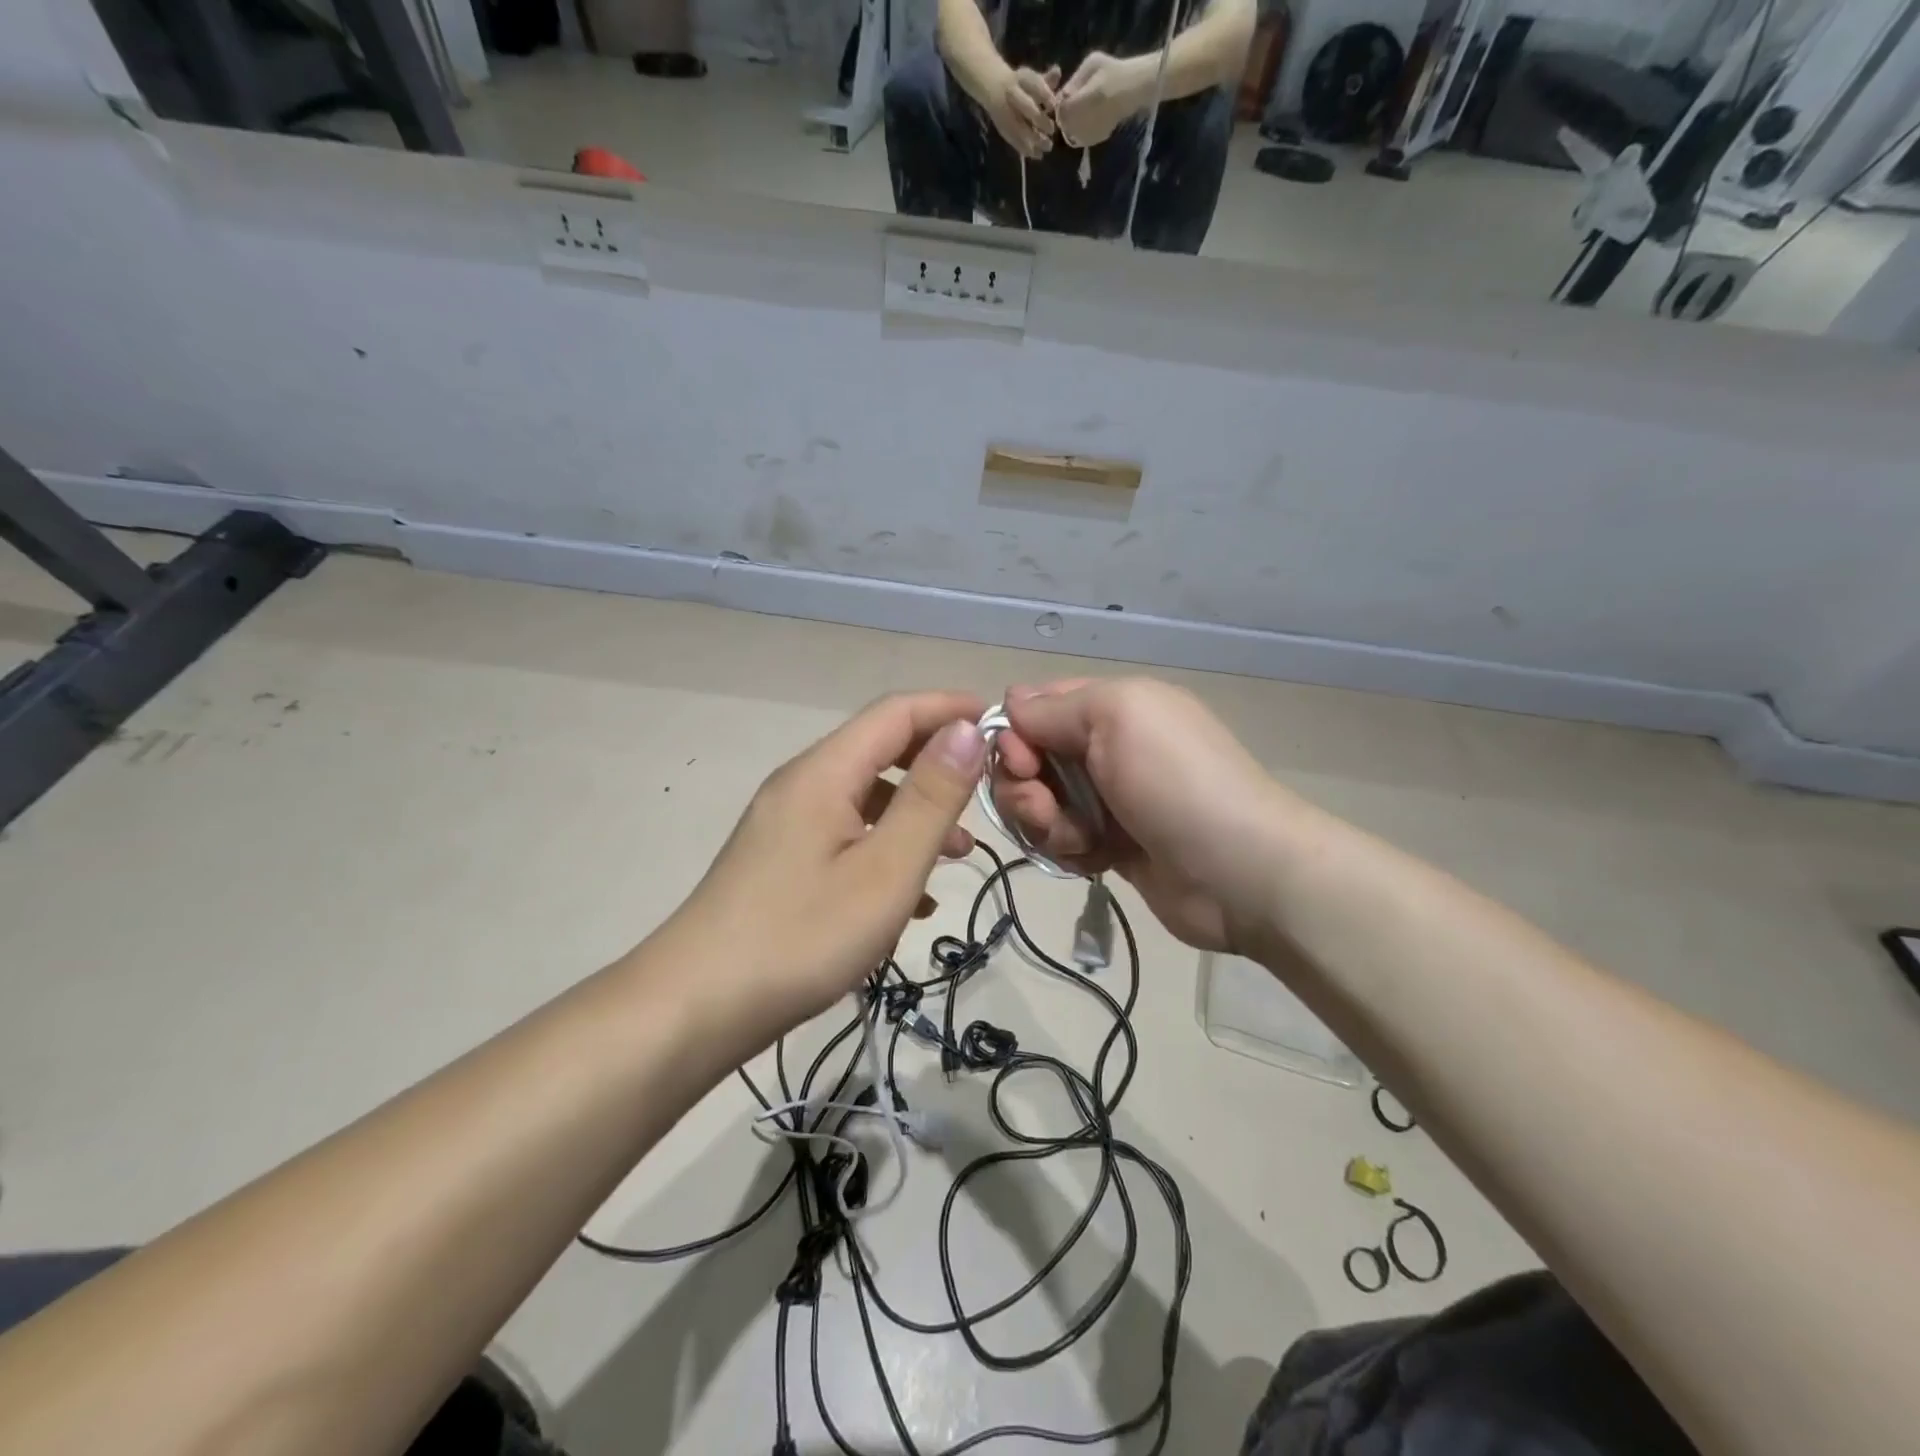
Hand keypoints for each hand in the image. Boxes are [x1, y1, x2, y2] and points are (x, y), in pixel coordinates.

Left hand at [659, 692, 986, 1049]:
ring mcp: (785, 824)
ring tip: (959, 855)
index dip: (950, 708)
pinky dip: (885, 847)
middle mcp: (801, 784)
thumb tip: (967, 730)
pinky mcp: (779, 860)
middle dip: (936, 764)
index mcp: (824, 773)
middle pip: (879, 750)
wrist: (694, 1007)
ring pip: (865, 797)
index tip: (1001, 725)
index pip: (896, 712)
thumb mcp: (885, 870)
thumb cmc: (801, 937)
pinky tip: (910, 899)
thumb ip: (930, 798)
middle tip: (986, 793)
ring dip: (916, 814)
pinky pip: (845, 834)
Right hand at [984, 63, 1059, 158]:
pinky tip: (1038, 154)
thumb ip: (1046, 80)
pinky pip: (1016, 141)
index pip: (1035, 85)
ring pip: (1021, 128)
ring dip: (1035, 139)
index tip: (1053, 106)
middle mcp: (1012, 95)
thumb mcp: (1032, 79)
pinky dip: (1027, 149)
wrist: (994, 89)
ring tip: (1048, 147)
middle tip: (1051, 130)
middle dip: (1040, 120)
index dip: (1046, 95)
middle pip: (1027, 108)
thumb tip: (1057, 72)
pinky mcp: (1004, 130)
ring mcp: (1007, 114)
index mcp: (1021, 79)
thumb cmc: (1021, 85)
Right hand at [991, 678, 1299, 952]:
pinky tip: (1093, 860)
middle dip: (1024, 785)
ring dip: (1044, 822)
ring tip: (1077, 840)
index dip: (1016, 732)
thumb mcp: (1118, 716)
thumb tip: (1009, 706)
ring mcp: (1108, 799)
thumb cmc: (1175, 782)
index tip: (1022, 761)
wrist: (1238, 872)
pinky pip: (1061, 840)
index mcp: (1112, 706)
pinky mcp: (1110, 845)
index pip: (1036, 706)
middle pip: (1029, 759)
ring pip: (1039, 803)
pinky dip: (1067, 850)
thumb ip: (1053, 708)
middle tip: (1042, 808)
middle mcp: (1106, 747)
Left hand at [1055, 50, 1150, 147]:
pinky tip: (1087, 118)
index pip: (1061, 110)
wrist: (1134, 88)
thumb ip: (1075, 80)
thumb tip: (1061, 96)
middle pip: (1064, 124)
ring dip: (1071, 123)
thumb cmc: (1113, 71)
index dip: (1060, 104)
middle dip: (1064, 115)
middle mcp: (1087, 120)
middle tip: (1071, 104)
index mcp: (1086, 99)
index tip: (1064, 96)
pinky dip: (1079, 130)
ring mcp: (1091, 133)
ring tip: (1081, 110)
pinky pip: (1079, 138)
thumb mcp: (1093, 64)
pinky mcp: (1096, 140)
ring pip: (1070, 133)